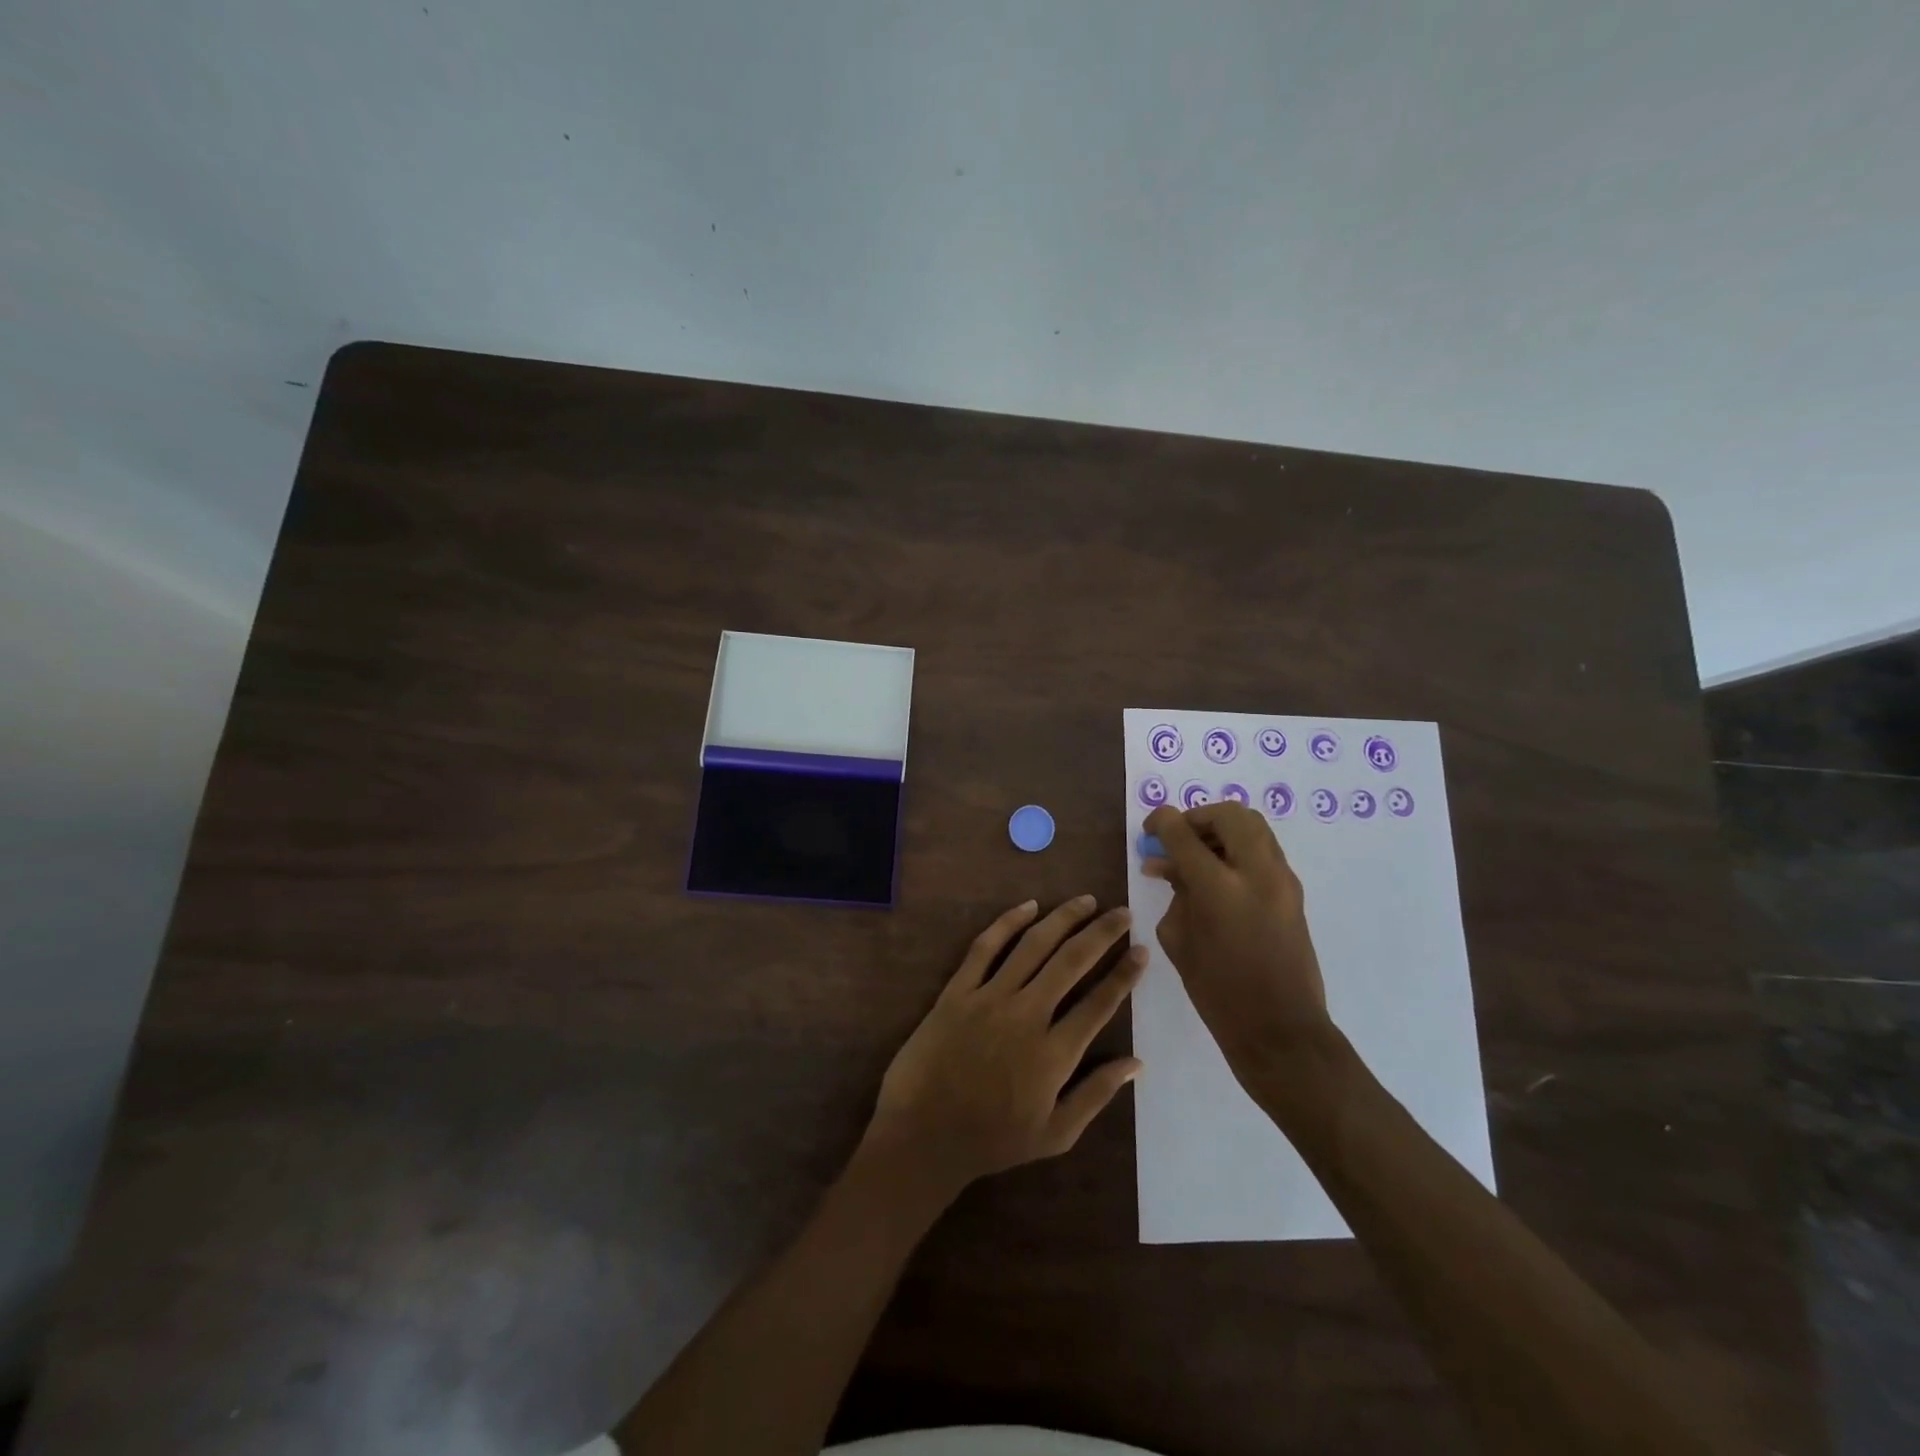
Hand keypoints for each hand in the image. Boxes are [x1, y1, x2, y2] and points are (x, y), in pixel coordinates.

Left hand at [856, 896, 1146, 1202]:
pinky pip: (985, 947)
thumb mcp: (1055, 1134)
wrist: (922, 1136)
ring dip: (1063, 919)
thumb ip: (1097, 1094)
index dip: (1124, 974)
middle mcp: (1027, 1015)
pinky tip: (1029, 906)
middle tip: (1122, 912)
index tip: (1142, 950)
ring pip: (1033, 945)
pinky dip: (1008, 922)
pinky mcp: (957, 991)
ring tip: (1085, 901)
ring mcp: (990, 998)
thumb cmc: (992, 1140)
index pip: (1100, 1002)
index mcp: (1055, 1053)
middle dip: (1102, 933)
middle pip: (1072, 961)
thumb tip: (1138, 1062)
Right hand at [1142, 802, 1329, 1069]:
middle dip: (1198, 817)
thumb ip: (1175, 893)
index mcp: (1219, 887)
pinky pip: (1264, 850)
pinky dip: (1239, 849)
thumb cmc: (1218, 991)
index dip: (1162, 821)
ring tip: (1198, 854)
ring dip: (1222, 830)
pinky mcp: (1294, 892)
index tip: (1150, 828)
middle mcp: (1256, 872)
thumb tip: (1167, 865)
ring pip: (1253, 826)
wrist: (1280, 1029)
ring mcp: (1282, 879)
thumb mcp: (1180, 940)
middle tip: (1179, 837)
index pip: (1184, 833)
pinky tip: (1218, 875)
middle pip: (1229, 814)